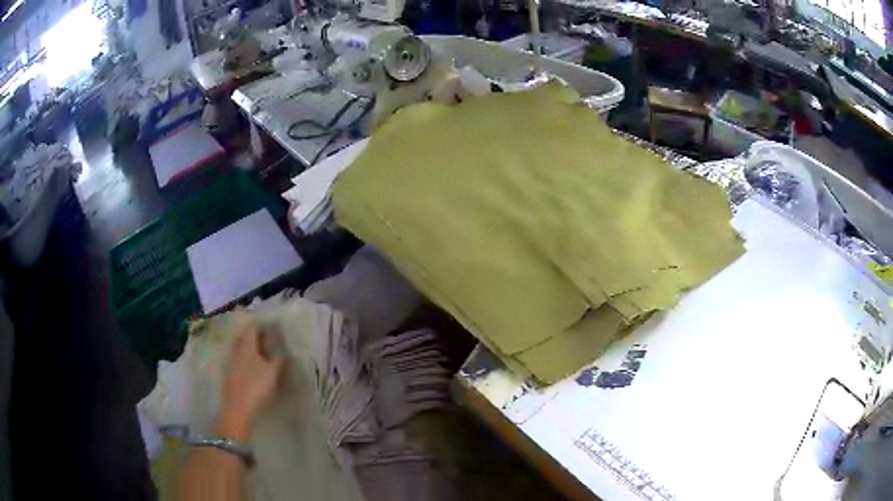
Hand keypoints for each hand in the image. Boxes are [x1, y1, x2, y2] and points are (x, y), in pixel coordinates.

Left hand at [216, 324, 284, 441]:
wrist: (237, 407)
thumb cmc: (256, 387)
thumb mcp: (272, 373)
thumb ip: (278, 360)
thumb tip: (283, 351)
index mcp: (247, 345)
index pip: (253, 328)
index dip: (262, 326)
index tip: (271, 328)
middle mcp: (236, 349)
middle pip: (244, 337)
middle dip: (254, 336)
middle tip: (265, 340)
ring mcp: (230, 361)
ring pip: (239, 348)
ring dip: (248, 348)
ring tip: (260, 354)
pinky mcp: (228, 373)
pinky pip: (237, 359)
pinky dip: (244, 359)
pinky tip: (251, 368)